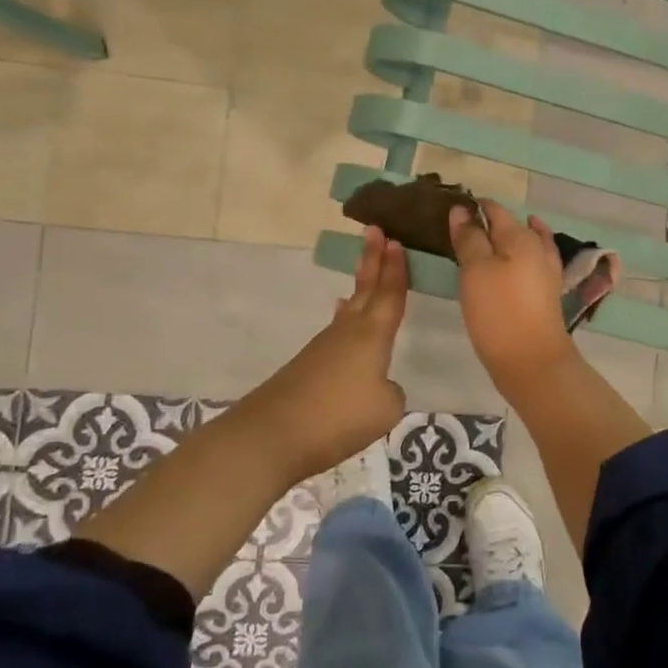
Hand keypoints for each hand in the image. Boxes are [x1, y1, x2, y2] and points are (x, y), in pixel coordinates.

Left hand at [233, 226, 407, 482]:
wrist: (271, 436)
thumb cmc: (338, 416)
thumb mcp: (386, 408)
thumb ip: (390, 391)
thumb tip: (378, 385)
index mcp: (372, 335)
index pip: (390, 294)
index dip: (396, 269)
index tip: (396, 240)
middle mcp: (347, 333)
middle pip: (365, 290)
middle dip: (373, 261)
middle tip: (375, 231)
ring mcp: (323, 348)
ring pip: (349, 311)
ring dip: (360, 289)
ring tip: (364, 274)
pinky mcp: (307, 367)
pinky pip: (335, 333)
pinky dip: (345, 320)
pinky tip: (342, 327)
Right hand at [449, 200, 577, 394]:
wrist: (532, 362)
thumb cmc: (499, 312)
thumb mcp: (476, 270)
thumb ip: (470, 238)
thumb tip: (461, 210)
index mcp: (520, 237)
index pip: (494, 209)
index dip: (472, 206)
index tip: (448, 210)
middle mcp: (537, 248)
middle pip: (510, 225)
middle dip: (487, 223)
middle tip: (457, 229)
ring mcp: (545, 272)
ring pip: (522, 244)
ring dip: (504, 239)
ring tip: (482, 239)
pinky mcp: (545, 294)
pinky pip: (528, 264)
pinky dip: (516, 258)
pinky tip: (508, 263)